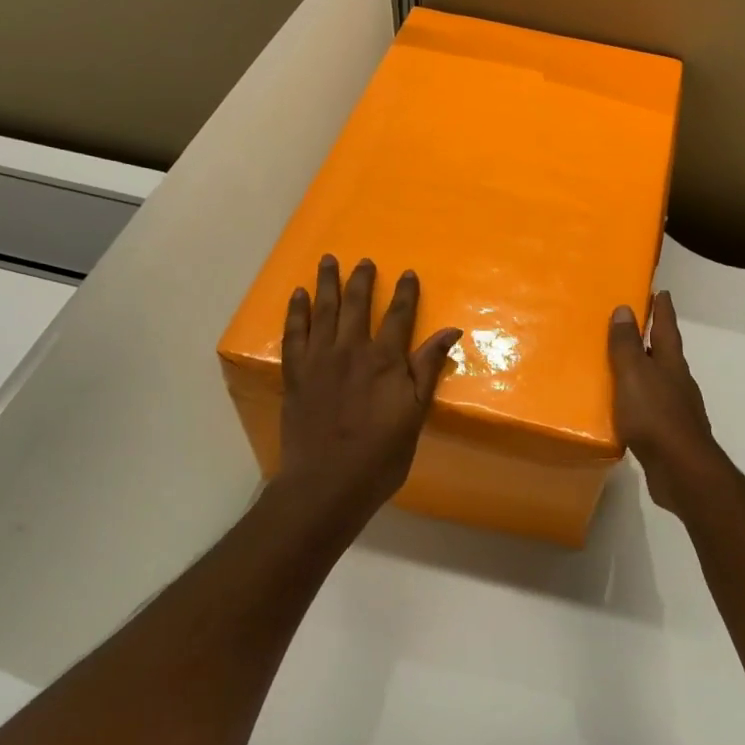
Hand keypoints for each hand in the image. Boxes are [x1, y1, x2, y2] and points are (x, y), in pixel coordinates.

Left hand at [274, 256, 460, 528]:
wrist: (327, 483)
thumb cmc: (380, 456)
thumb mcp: (415, 415)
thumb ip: (428, 370)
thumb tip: (450, 332)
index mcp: (385, 361)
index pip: (399, 316)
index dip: (406, 294)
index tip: (409, 274)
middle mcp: (351, 350)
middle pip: (358, 305)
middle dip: (363, 280)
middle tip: (365, 262)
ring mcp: (319, 360)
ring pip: (324, 310)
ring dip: (327, 283)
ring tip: (329, 261)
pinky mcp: (295, 373)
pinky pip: (294, 333)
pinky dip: (296, 311)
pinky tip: (298, 296)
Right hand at [608, 291, 726, 511]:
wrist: (681, 471)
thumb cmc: (656, 417)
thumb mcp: (634, 375)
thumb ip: (627, 345)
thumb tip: (624, 309)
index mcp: (671, 364)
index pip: (666, 329)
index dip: (663, 310)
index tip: (662, 291)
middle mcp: (678, 383)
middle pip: (665, 354)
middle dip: (653, 339)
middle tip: (635, 326)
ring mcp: (677, 410)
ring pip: (658, 382)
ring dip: (644, 372)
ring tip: (622, 367)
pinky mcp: (669, 435)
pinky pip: (651, 409)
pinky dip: (639, 402)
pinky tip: (625, 409)